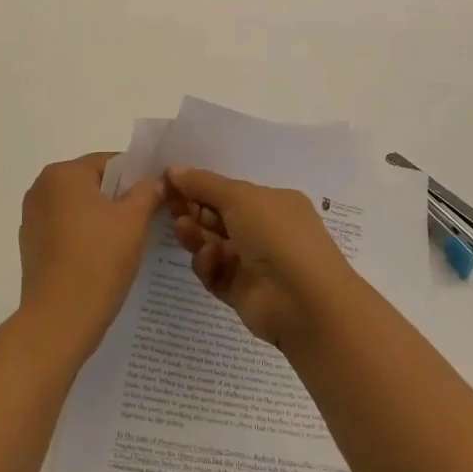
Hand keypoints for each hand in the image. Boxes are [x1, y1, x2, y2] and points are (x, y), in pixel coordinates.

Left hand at [18, 154, 163, 360]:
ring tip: (130, 241)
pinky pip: (66, 232)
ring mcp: (32, 220)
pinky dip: (86, 238)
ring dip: (103, 220)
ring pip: (79, 209)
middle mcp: (40, 189)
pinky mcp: (31, 248)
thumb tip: (155, 181)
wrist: (59, 320)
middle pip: (92, 184)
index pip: (108, 162)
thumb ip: (147, 192)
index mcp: (62, 174)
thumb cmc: (99, 259)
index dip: (137, 176)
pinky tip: (105, 259)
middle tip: (149, 218)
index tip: (158, 195)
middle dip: (120, 198)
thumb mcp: (133, 220)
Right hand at [167, 166, 358, 346]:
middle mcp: (266, 231)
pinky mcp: (242, 292)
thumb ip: (203, 184)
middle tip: (168, 205)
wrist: (304, 301)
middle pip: (219, 218)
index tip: (168, 183)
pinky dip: (208, 265)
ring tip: (181, 229)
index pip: (230, 192)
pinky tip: (209, 259)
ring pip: (214, 245)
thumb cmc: (276, 235)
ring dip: (196, 235)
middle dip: (193, 210)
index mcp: (273, 203)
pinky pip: (216, 274)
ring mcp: (255, 264)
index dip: (200, 186)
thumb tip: (173, 169)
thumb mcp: (239, 197)